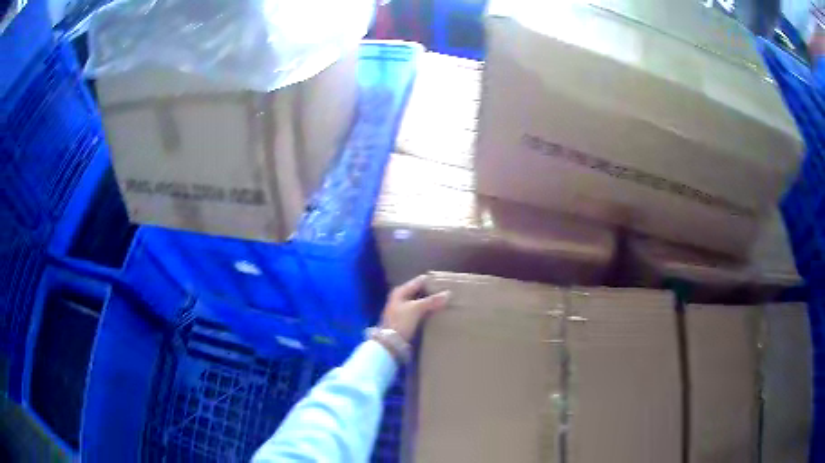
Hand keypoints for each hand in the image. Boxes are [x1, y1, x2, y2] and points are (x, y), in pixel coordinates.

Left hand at [380, 275, 450, 341]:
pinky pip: (420, 310)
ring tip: (446, 302)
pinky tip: (437, 312)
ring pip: (421, 301)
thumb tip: (448, 293)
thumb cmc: (401, 322)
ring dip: (431, 302)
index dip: (432, 281)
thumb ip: (432, 301)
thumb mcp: (416, 309)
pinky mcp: (406, 318)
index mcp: (401, 291)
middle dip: (433, 292)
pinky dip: (428, 309)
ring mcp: (403, 308)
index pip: (420, 281)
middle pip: (420, 291)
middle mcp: (401, 297)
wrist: (390, 342)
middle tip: (449, 293)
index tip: (447, 283)